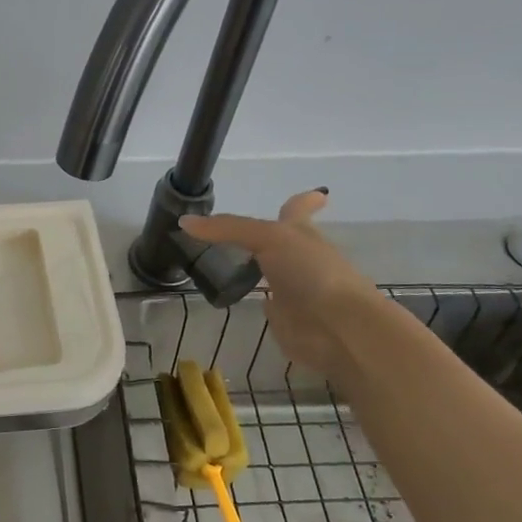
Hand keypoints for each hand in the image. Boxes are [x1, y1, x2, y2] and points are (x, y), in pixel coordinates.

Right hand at [180, 190, 379, 378]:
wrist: (338, 327)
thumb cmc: (312, 272)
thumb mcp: (268, 238)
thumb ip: (226, 229)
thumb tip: (183, 222)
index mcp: (301, 233)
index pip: (298, 209)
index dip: (303, 201)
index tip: (314, 194)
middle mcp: (299, 258)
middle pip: (281, 242)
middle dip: (267, 236)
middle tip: (238, 231)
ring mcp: (294, 289)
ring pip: (271, 273)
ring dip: (258, 268)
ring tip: (229, 260)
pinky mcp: (286, 318)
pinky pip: (268, 306)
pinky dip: (257, 301)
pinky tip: (241, 298)